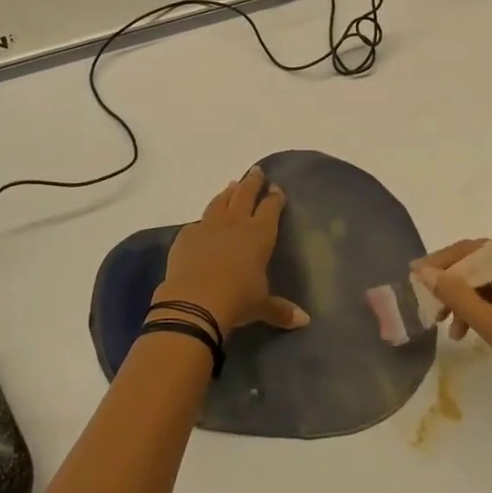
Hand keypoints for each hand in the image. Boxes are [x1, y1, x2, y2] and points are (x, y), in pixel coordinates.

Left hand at [157, 168, 308, 336]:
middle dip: (252, 182)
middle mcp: (235, 223)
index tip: (277, 188)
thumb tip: (305, 321)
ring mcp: (208, 226)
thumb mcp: (261, 306)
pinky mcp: (186, 235)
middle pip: (245, 194)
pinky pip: (198, 222)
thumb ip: (281, 310)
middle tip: (256, 171)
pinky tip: (205, 221)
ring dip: (228, 192)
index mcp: (259, 234)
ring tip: (232, 185)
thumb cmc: (237, 301)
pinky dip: (205, 219)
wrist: (194, 302)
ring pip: (220, 201)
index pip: (270, 208)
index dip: (274, 197)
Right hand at [414, 241, 491, 442]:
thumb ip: (457, 296)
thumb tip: (425, 272)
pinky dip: (490, 308)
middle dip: (455, 285)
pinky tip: (475, 331)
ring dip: (471, 301)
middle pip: (484, 263)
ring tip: (452, 331)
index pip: (474, 248)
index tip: (414, 276)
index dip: (442, 262)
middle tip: (430, 308)